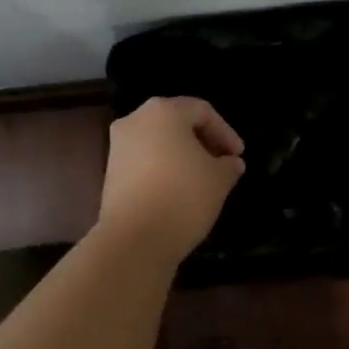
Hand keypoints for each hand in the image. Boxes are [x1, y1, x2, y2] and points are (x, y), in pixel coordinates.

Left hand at [97, 97, 245, 261]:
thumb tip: (231, 163)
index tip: (238, 156)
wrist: (134, 238)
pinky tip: (178, 190)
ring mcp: (118, 145)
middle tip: (222, 163)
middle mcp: (136, 119)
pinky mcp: (110, 171)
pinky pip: (144, 160)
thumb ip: (228, 165)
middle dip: (202, 141)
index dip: (225, 132)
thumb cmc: (183, 196)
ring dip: (182, 155)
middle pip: (176, 122)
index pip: (202, 111)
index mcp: (163, 111)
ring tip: (202, 179)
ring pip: (158, 141)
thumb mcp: (219, 179)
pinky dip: (163, 168)